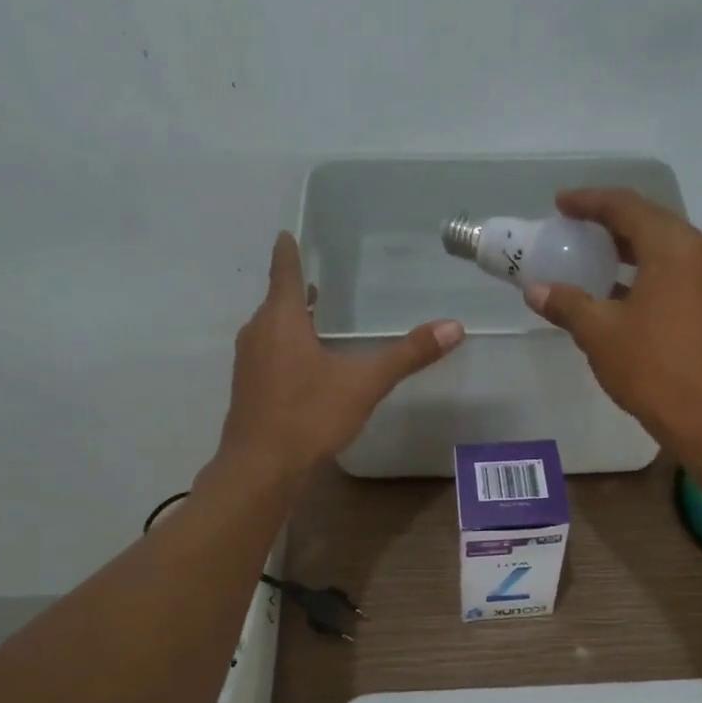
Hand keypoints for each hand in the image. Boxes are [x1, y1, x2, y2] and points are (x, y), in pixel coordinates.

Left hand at [216, 232, 462, 481]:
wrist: (261, 468)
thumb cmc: (309, 416)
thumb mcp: (364, 384)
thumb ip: (407, 355)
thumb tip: (454, 327)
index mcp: (282, 320)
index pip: (286, 273)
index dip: (289, 252)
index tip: (287, 234)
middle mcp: (258, 333)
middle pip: (277, 301)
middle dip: (295, 289)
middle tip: (315, 279)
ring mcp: (248, 363)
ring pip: (270, 329)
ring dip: (290, 320)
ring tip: (313, 317)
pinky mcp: (248, 389)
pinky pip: (267, 354)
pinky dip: (285, 347)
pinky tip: (303, 365)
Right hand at [522, 188, 701, 447]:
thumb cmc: (651, 368)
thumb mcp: (600, 334)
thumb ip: (567, 304)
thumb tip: (536, 290)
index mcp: (674, 246)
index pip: (626, 207)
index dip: (590, 202)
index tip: (562, 203)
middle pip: (651, 222)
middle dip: (611, 224)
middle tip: (576, 229)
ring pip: (668, 248)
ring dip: (631, 249)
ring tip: (595, 257)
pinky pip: (680, 271)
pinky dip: (650, 271)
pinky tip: (623, 290)